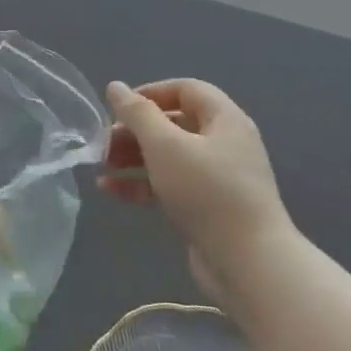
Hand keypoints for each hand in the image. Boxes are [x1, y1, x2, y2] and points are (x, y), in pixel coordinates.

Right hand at [99, 80, 295, 303]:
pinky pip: (170, 185)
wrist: (248, 263)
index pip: (186, 90)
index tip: (119, 107)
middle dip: (136, 130)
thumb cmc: (207, 192)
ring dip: (133, 158)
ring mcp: (218, 178)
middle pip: (174, 124)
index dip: (151, 92)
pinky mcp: (208, 207)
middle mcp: (224, 143)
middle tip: (104, 142)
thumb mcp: (166, 146)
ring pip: (169, 156)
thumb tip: (116, 87)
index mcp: (224, 119)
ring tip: (102, 166)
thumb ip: (138, 114)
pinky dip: (142, 184)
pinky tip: (111, 191)